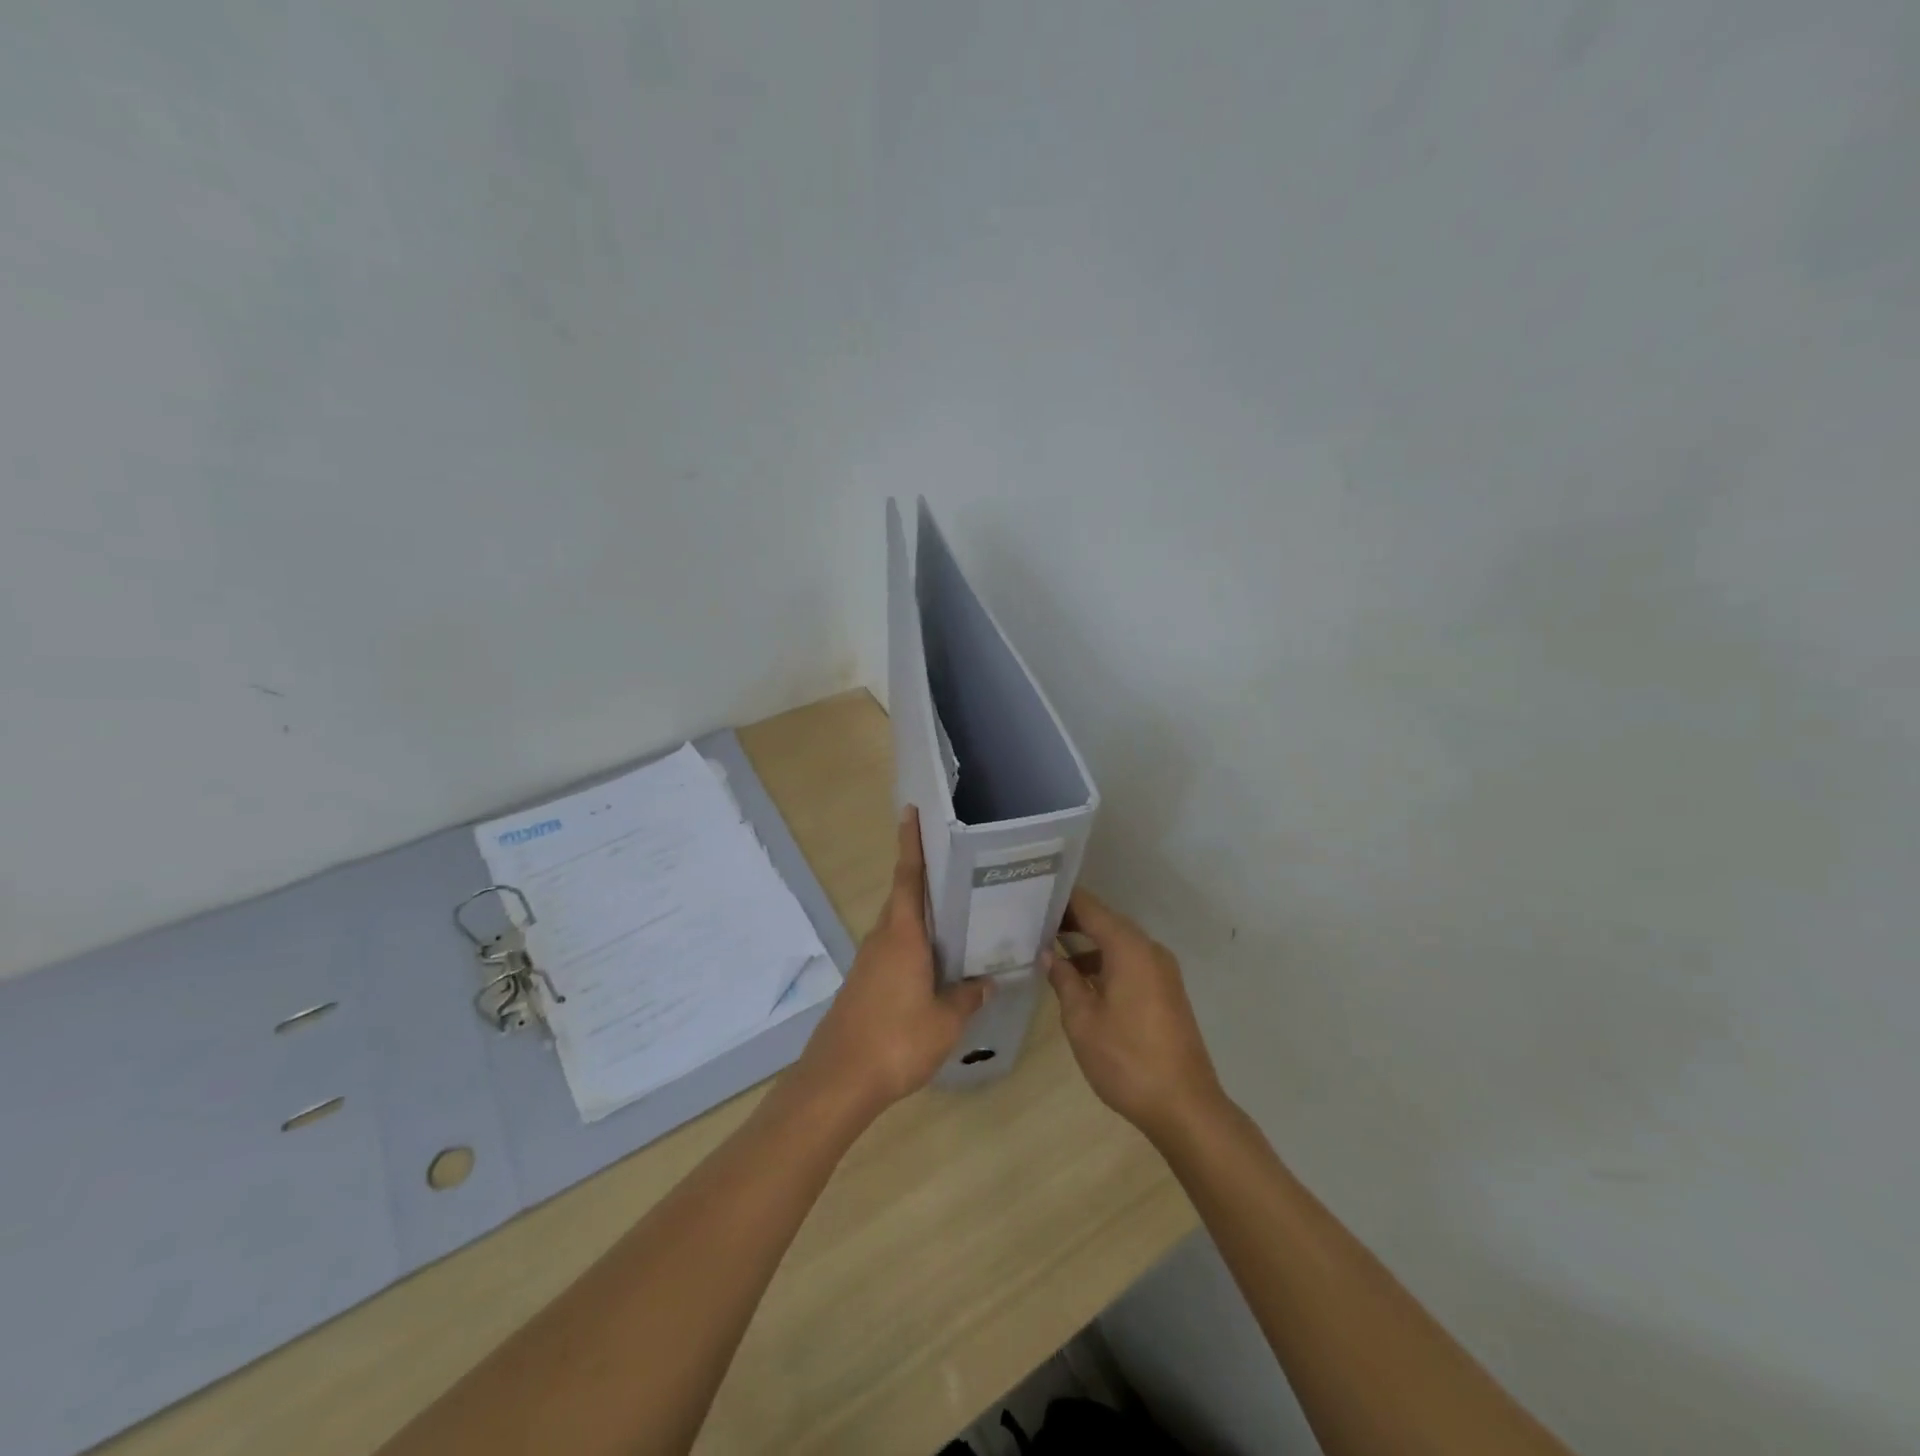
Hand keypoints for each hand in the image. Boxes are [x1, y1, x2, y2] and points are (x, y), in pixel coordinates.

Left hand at [795, 806, 987, 1118]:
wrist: (839, 1079)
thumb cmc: (896, 1040)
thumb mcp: (945, 1022)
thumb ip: (967, 997)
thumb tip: (986, 981)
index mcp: (903, 935)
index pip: (908, 877)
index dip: (911, 843)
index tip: (910, 812)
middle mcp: (882, 939)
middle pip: (903, 897)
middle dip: (923, 877)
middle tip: (955, 865)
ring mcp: (869, 962)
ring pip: (898, 925)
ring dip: (920, 915)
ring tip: (955, 915)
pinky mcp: (863, 983)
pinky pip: (893, 950)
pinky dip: (913, 944)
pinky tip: (934, 963)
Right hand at [1046, 888, 1224, 1143]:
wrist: (1185, 1106)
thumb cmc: (1127, 1060)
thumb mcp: (1082, 1020)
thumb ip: (1064, 980)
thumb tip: (1049, 954)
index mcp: (1129, 948)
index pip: (1090, 907)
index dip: (1061, 899)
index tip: (1032, 894)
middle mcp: (1149, 949)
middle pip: (1105, 921)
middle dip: (1071, 920)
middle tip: (1032, 921)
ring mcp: (1162, 970)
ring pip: (1118, 943)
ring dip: (1087, 943)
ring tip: (1048, 948)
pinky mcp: (1166, 990)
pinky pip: (1130, 961)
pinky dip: (1104, 961)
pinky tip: (1080, 978)